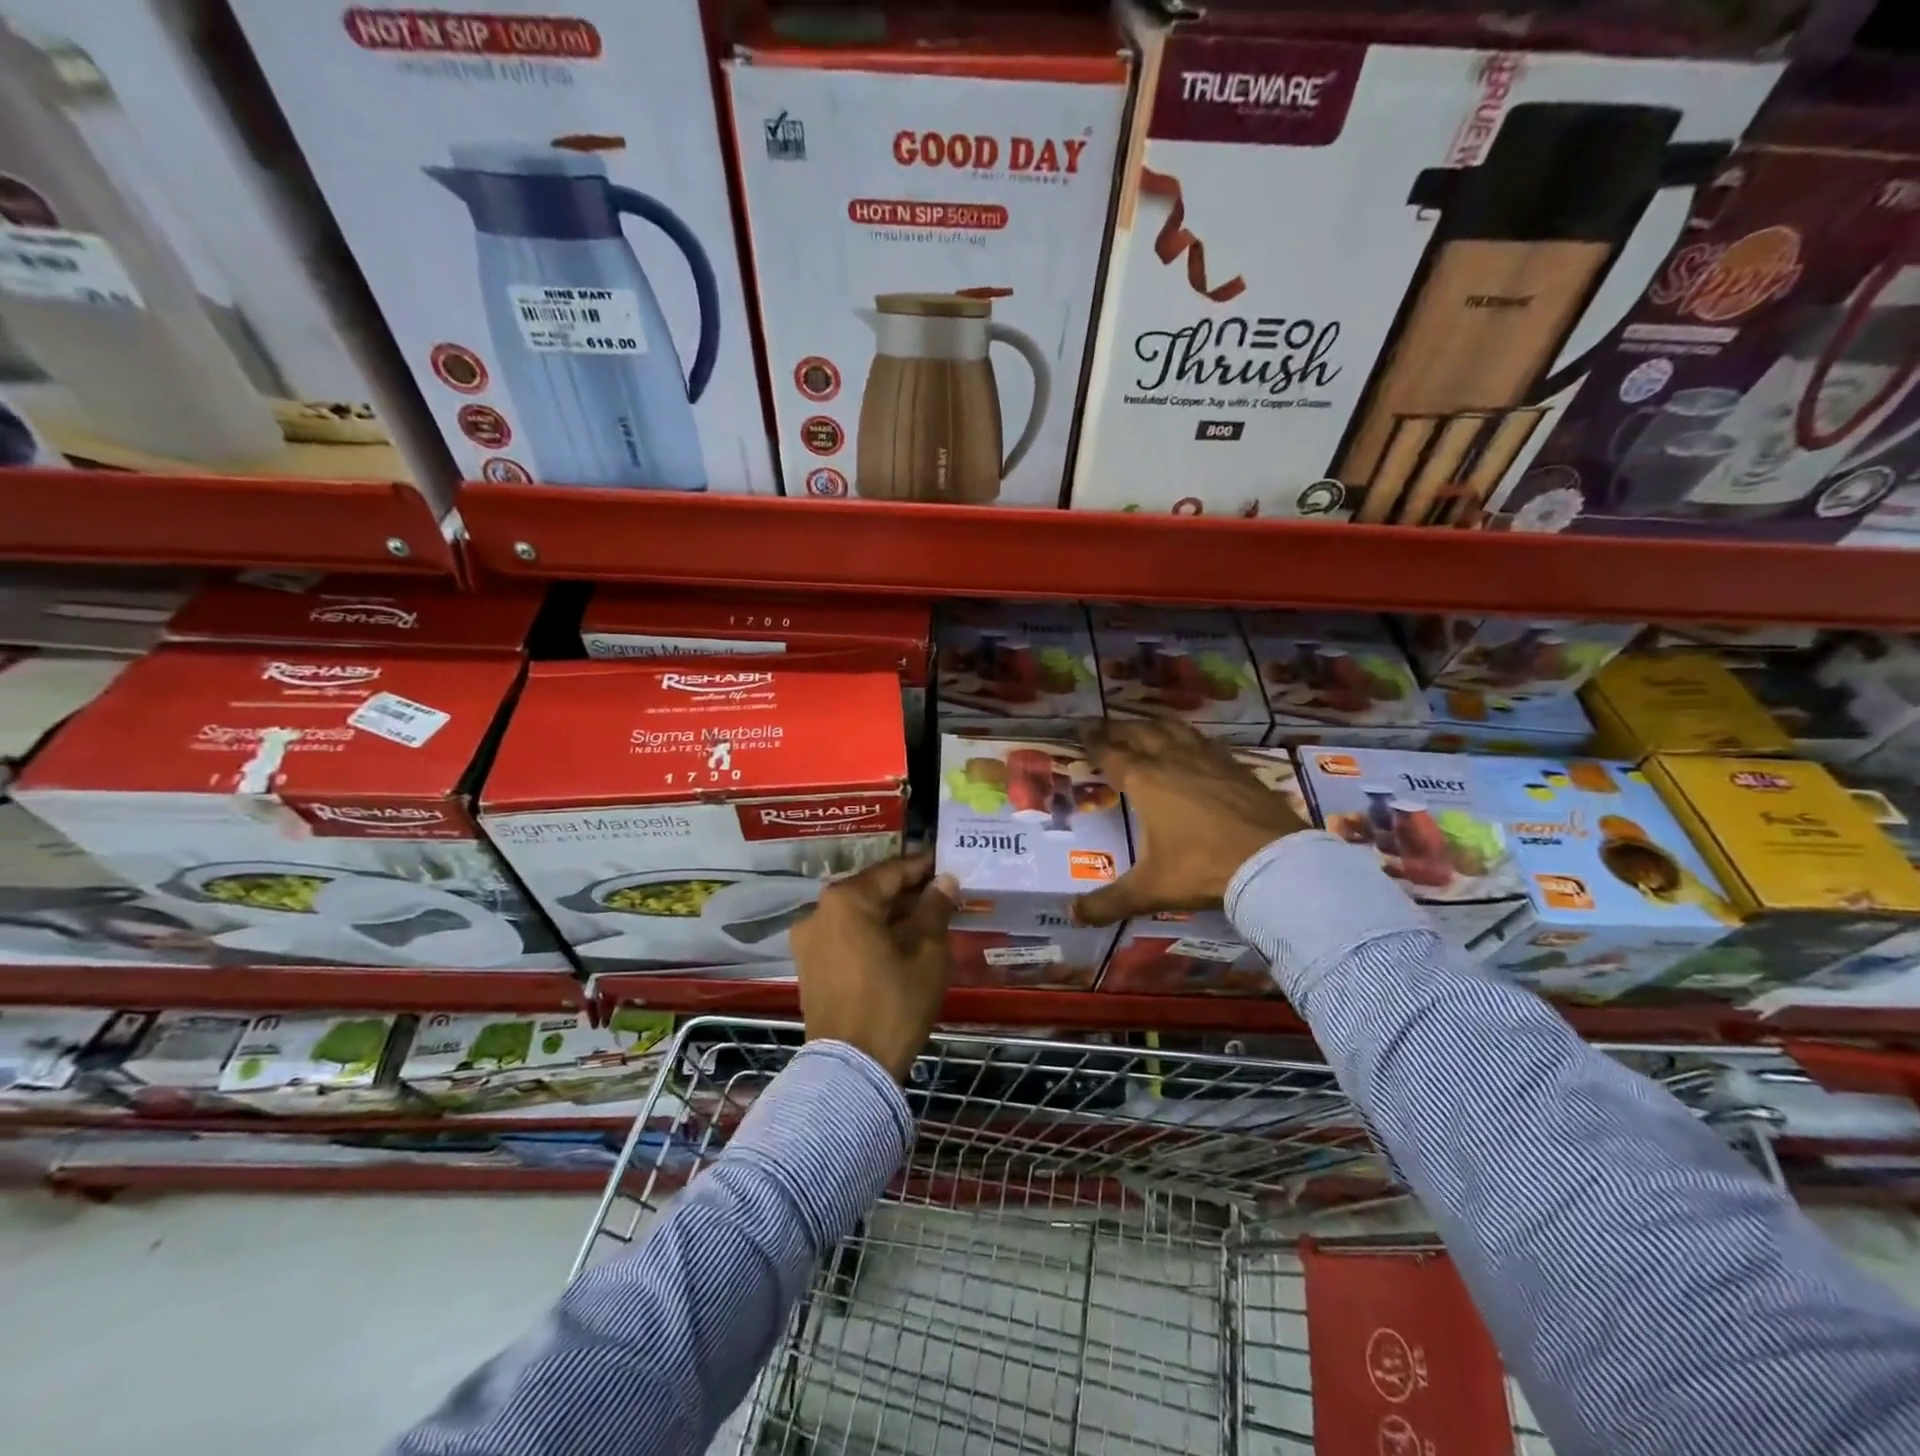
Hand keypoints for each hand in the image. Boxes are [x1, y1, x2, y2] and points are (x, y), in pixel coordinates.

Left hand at [791, 852, 957, 1081]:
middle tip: (942, 895)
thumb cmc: (895, 1003)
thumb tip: (944, 880)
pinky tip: (899, 944)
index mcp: (846, 900)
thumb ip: (935, 909)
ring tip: (926, 921)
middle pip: (871, 891)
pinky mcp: (808, 964)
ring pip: (857, 914)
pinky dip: (870, 933)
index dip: (922, 867)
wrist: (852, 1068)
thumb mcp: (927, 953)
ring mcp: (808, 939)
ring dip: (889, 915)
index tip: (946, 864)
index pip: (892, 871)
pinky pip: (844, 935)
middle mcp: (818, 911)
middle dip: (906, 893)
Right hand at [1072, 718, 1308, 926]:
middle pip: (1140, 732)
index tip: (1081, 729)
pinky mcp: (1237, 766)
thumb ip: (1109, 902)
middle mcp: (1173, 760)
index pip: (1111, 753)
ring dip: (1153, 724)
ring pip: (1174, 729)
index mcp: (1145, 782)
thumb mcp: (1151, 890)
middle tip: (1103, 724)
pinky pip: (1204, 741)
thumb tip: (1074, 915)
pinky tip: (1192, 744)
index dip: (1094, 740)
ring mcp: (1208, 759)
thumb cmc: (1203, 869)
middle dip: (1118, 727)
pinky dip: (1188, 736)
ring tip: (1143, 725)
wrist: (1274, 863)